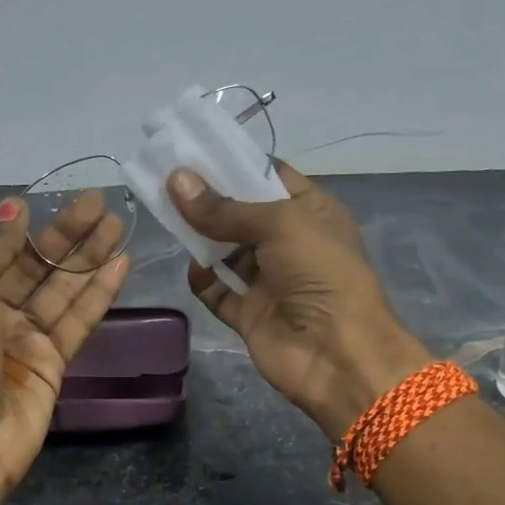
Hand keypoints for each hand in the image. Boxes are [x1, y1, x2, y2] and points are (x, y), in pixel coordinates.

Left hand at [0, 192, 129, 489]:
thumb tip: (13, 213)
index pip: (6, 250)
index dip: (33, 226)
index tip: (60, 201)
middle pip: (40, 266)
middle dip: (70, 234)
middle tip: (103, 204)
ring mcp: (27, 340)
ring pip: (65, 289)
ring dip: (91, 257)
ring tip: (119, 225)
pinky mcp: (55, 364)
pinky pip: (79, 320)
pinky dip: (99, 293)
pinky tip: (121, 264)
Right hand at [168, 162, 430, 439]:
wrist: (338, 355)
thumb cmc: (321, 274)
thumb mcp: (280, 225)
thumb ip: (225, 207)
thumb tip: (176, 179)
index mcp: (311, 213)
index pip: (270, 177)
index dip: (234, 162)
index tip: (193, 149)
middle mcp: (290, 244)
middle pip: (242, 214)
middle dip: (209, 198)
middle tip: (167, 178)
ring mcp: (270, 282)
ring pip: (227, 252)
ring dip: (201, 237)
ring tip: (166, 214)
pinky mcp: (251, 315)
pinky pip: (219, 293)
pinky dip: (204, 281)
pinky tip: (192, 267)